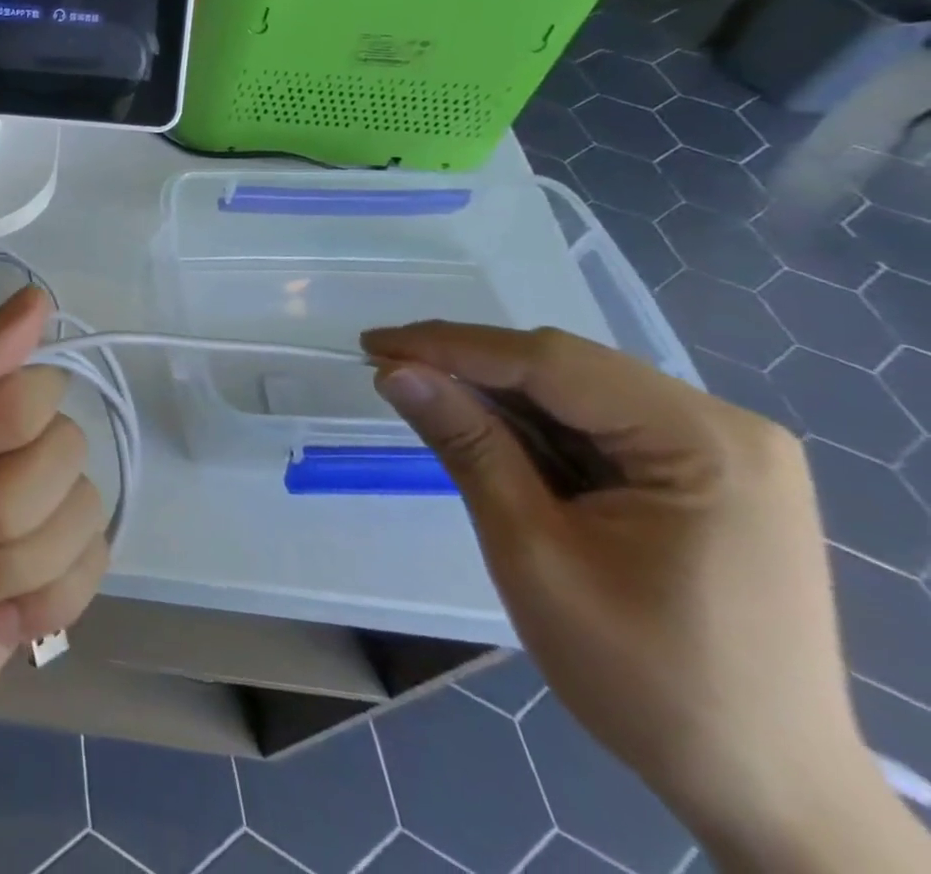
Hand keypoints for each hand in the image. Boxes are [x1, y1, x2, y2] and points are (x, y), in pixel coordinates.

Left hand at [0, 285, 108, 770]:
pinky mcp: (52, 578)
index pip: (41, 382)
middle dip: (1, 507)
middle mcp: (5, 448)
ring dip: (13, 565)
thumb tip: (39, 296)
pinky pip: (94, 568)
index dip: (3, 428)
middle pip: (69, 448)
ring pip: (85, 513)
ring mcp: (32, 515)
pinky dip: (38, 605)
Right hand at [362, 323, 924, 871]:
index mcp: (705, 444)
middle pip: (568, 368)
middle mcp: (725, 430)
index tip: (373, 345)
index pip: (552, 362)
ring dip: (497, 394)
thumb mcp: (532, 552)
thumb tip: (394, 371)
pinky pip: (598, 426)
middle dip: (471, 366)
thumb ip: (466, 446)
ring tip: (422, 393)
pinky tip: (483, 430)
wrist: (763, 792)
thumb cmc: (646, 678)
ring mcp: (721, 453)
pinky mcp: (705, 478)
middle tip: (388, 367)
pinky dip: (532, 426)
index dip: (453, 345)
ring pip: (578, 392)